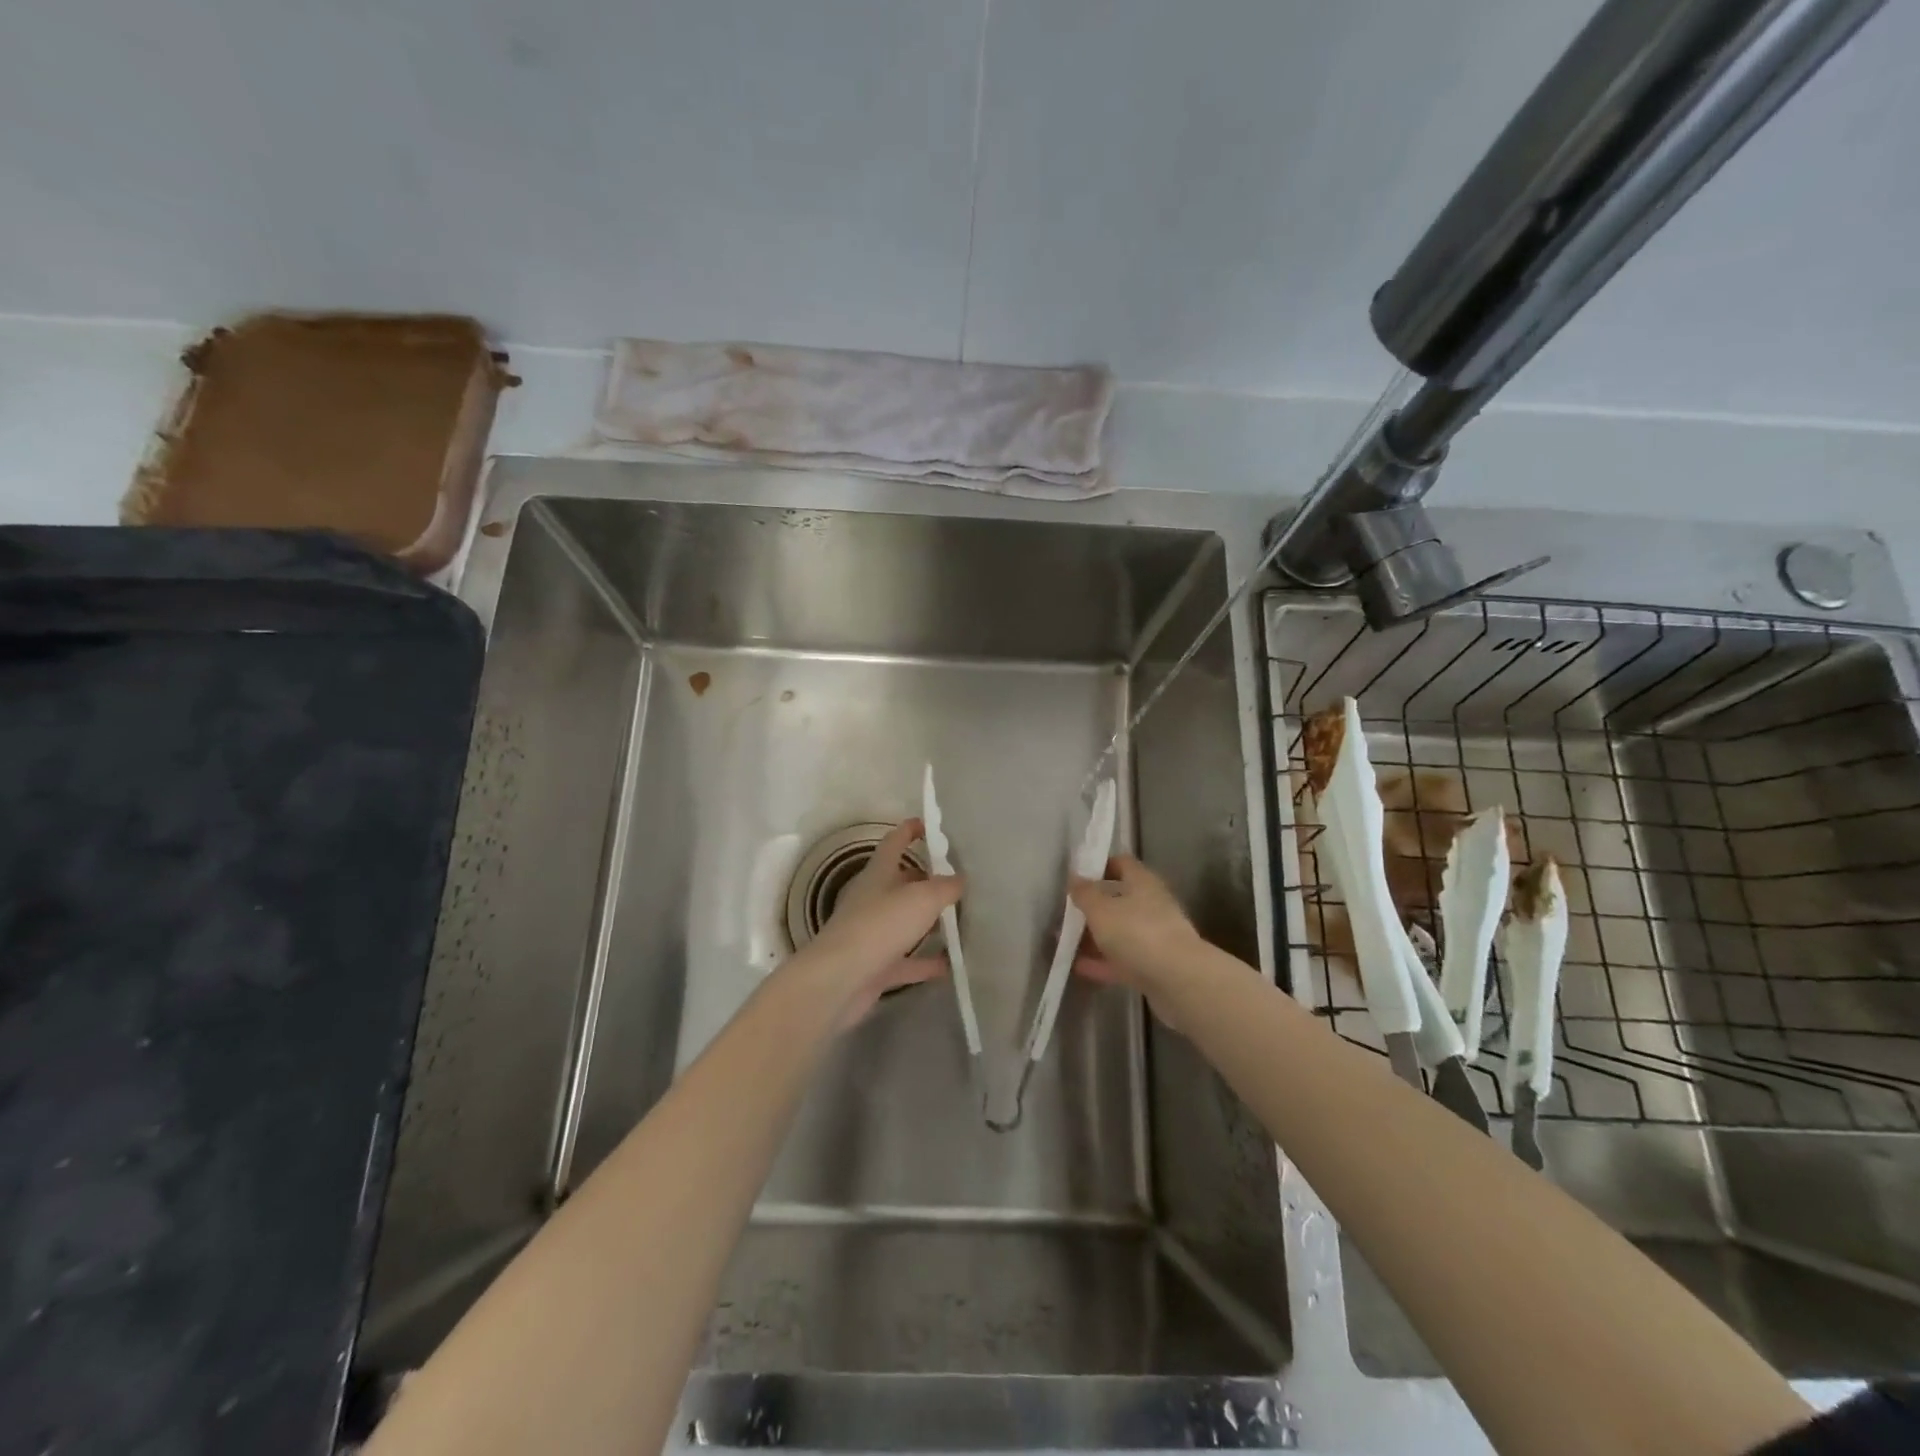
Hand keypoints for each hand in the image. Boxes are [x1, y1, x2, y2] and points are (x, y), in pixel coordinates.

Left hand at [798, 818, 960, 1028]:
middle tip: (958, 880)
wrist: (840, 979)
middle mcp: (873, 899)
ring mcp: (873, 934)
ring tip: (960, 921)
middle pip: (902, 882)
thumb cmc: (880, 925)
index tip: (928, 825)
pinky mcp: (876, 966)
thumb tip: (959, 879)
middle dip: (926, 879)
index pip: (894, 842)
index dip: (910, 830)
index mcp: (879, 873)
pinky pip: (907, 960)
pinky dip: (927, 962)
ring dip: (929, 922)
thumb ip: (945, 887)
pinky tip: (951, 965)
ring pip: (905, 922)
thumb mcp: (922, 898)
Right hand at [1070, 855, 1204, 1025]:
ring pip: (1120, 931)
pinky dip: (1102, 961)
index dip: (1100, 866)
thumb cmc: (1137, 933)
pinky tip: (1078, 967)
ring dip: (1095, 936)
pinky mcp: (1154, 966)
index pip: (1121, 863)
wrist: (1179, 980)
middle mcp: (1152, 905)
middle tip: (1066, 912)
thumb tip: (1074, 877)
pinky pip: (1122, 959)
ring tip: (1065, 941)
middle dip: (1093, 906)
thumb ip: (1084, 893)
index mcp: (1143, 882)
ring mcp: (1155, 937)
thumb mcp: (1101, 909)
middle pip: (1119, 899)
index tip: (1077, 876)